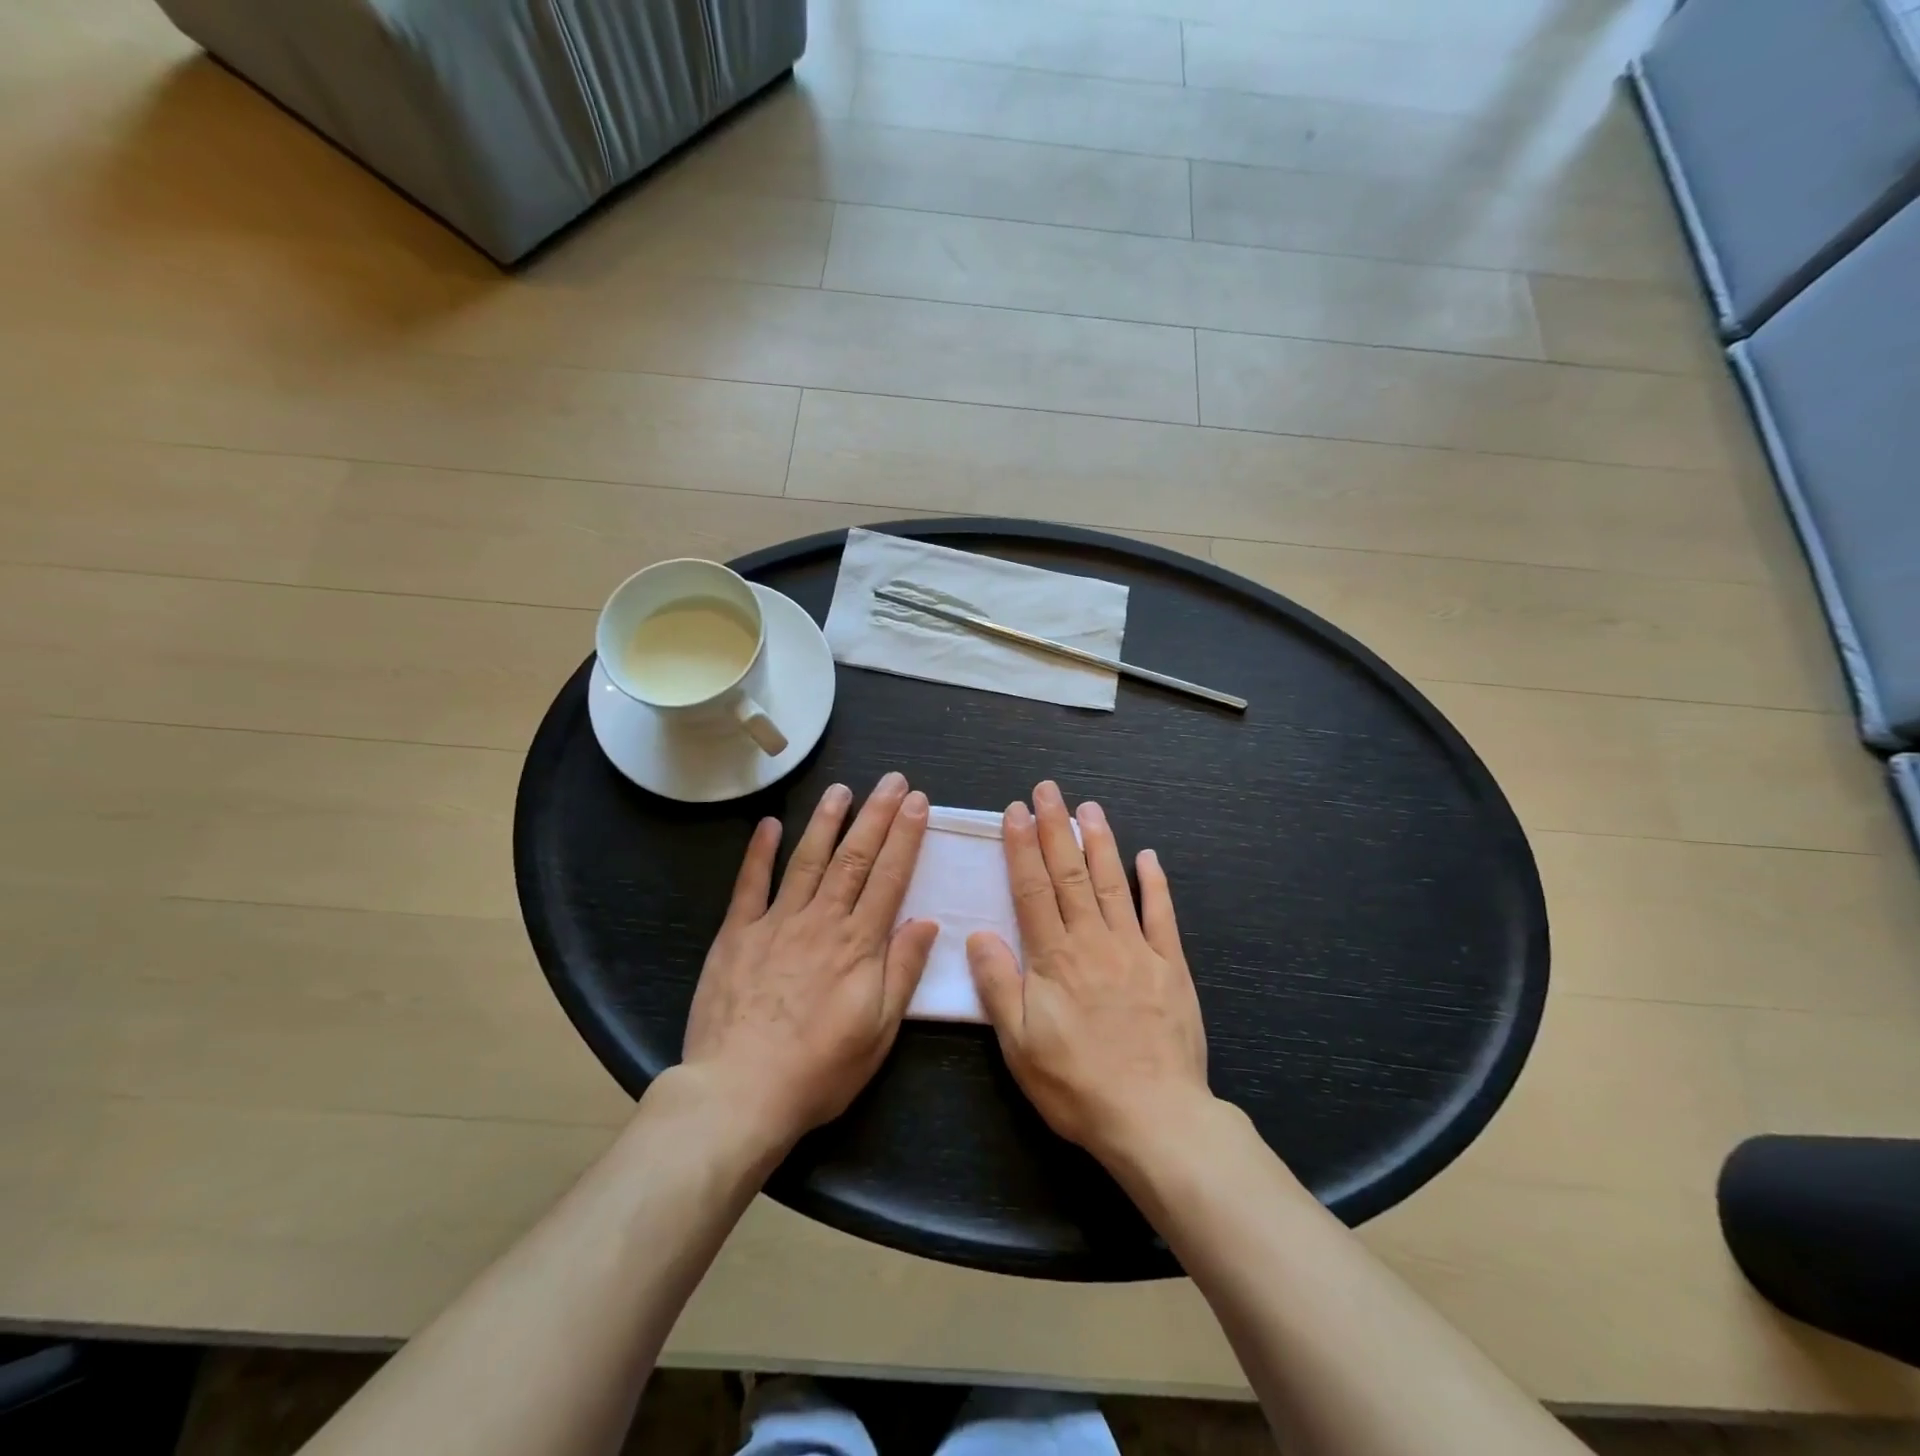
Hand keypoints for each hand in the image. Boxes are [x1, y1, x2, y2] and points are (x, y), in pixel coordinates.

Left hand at [680, 773, 938, 1155]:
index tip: (917, 803)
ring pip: (807, 860)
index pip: (889, 877)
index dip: (906, 836)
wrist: (739, 1093)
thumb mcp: (878, 1031)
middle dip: (876, 815)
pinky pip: (749, 885)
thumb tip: (927, 921)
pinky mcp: (736, 934)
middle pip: (853, 857)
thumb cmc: (818, 1070)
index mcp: (858, 945)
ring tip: (842, 789)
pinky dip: (759, 852)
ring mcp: (775, 923)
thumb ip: (902, 971)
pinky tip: (768, 824)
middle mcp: (821, 921)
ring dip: (826, 821)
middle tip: (892, 781)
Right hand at [966, 781, 1211, 1166]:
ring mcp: (1135, 949)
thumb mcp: (1019, 1045)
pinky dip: (1155, 882)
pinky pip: (1161, 915)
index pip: (1032, 889)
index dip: (1022, 848)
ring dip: (1100, 842)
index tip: (1016, 812)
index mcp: (1054, 958)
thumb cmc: (1076, 1084)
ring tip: (1089, 807)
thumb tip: (976, 935)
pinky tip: (1148, 855)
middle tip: (1049, 790)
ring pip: (1114, 883)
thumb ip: (998, 985)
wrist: (1153, 1117)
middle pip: (1071, 874)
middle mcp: (1093, 941)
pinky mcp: (1170, 965)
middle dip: (1057, 828)